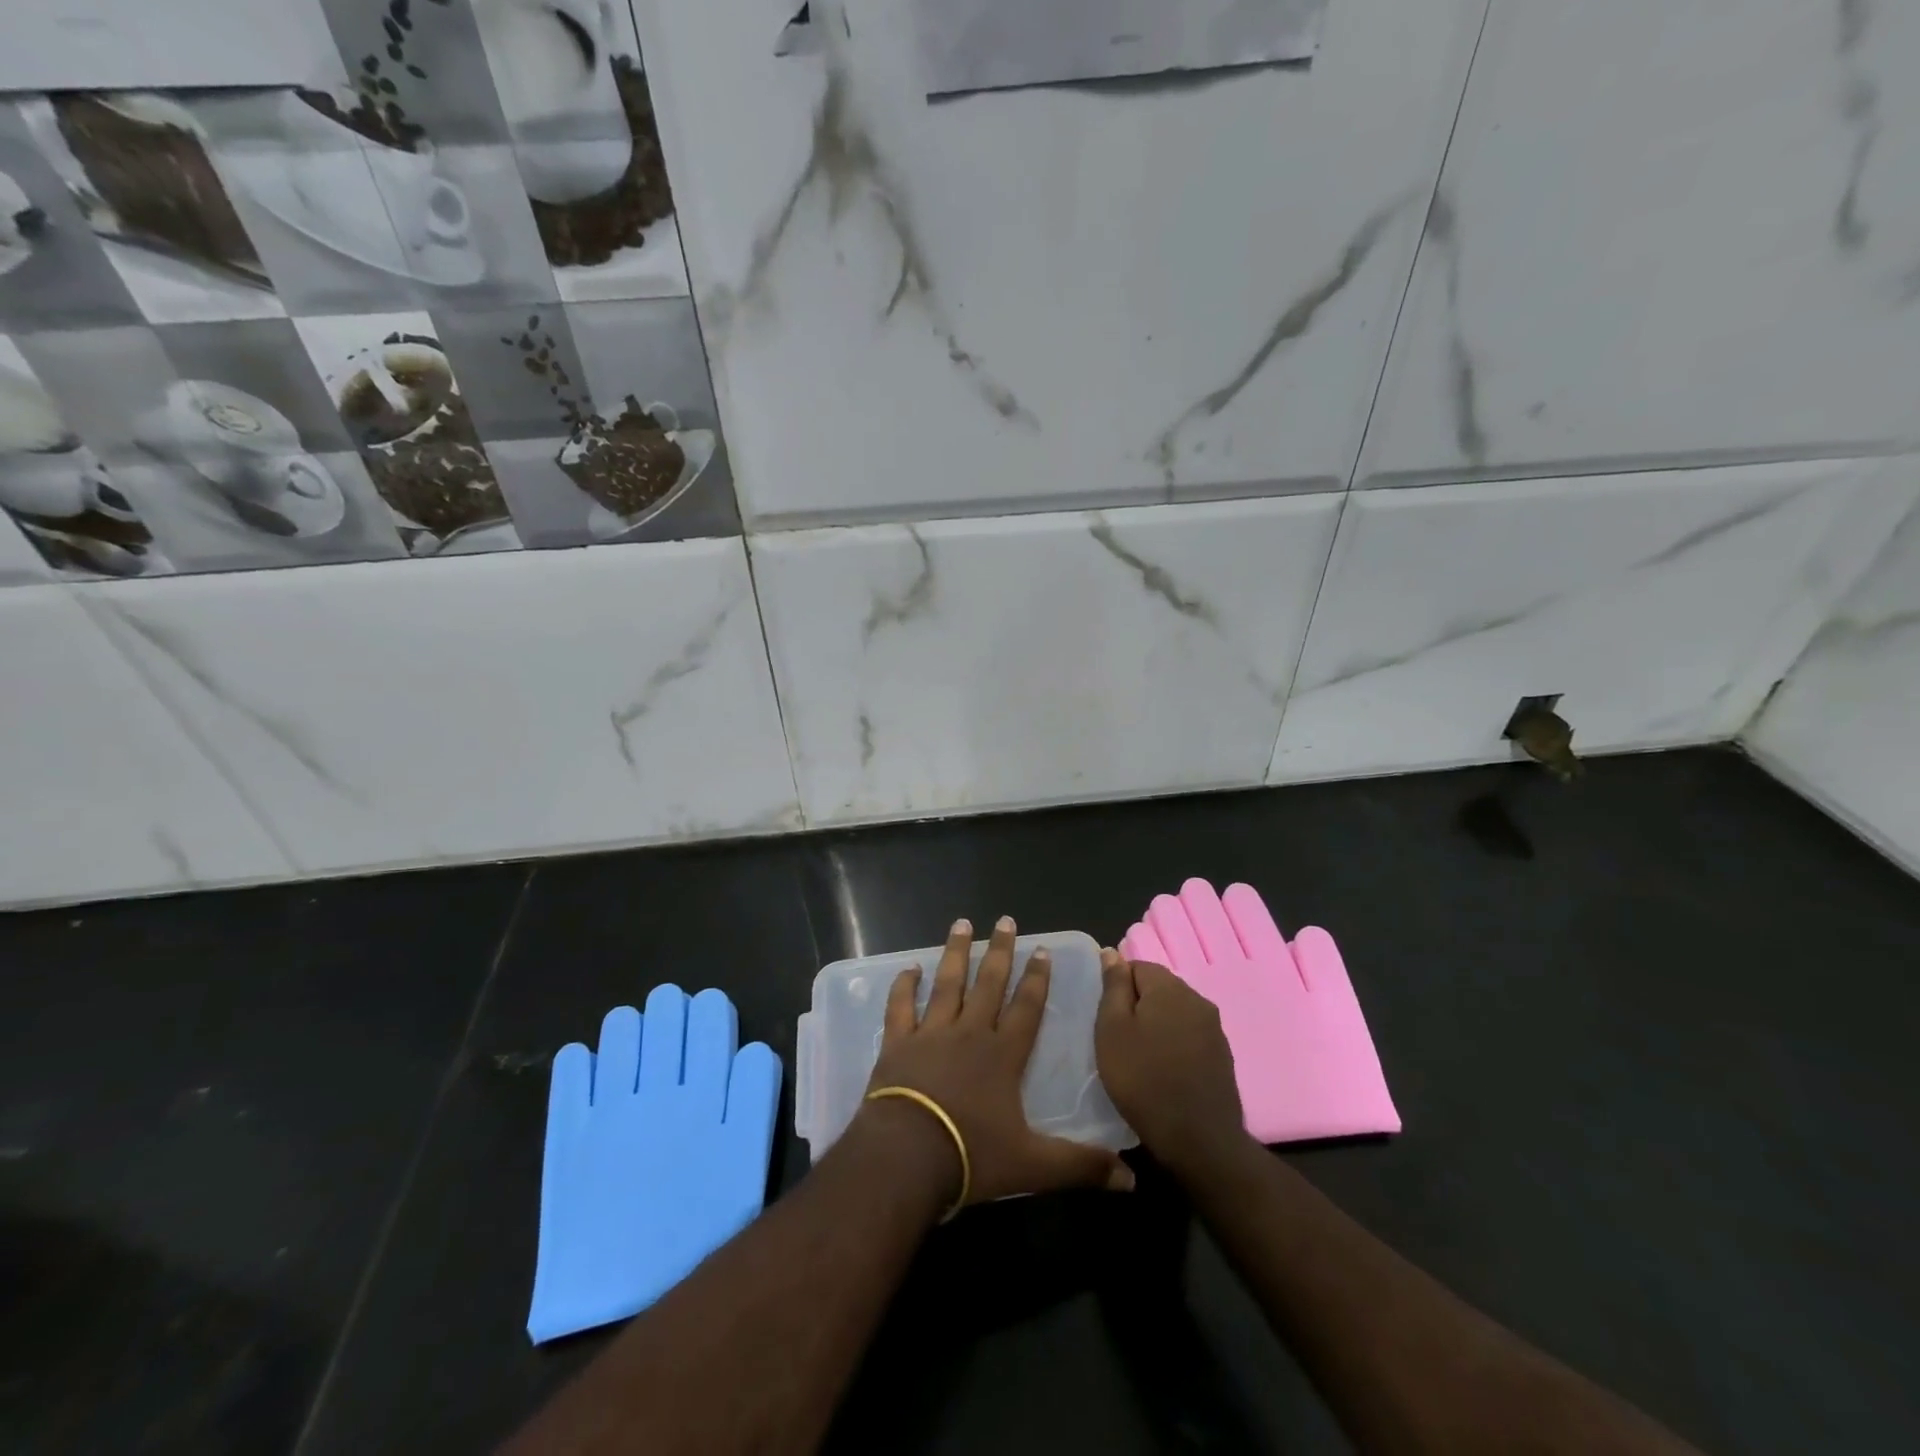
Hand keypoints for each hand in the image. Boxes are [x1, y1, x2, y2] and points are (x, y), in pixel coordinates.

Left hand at [859, 916, 1134, 1207]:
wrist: (907, 1157)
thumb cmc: (971, 1156)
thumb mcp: (1034, 1167)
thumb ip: (1080, 1166)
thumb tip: (1131, 1180)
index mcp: (1003, 1055)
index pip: (1027, 1008)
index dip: (1037, 979)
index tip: (1042, 949)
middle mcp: (969, 1033)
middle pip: (989, 984)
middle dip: (1000, 951)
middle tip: (1005, 920)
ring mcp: (931, 1034)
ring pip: (947, 984)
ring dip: (955, 953)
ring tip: (961, 923)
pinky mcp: (898, 1043)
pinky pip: (901, 1007)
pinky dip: (904, 986)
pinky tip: (909, 968)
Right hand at [1095, 950, 1246, 1174]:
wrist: (1199, 1140)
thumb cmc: (1143, 1080)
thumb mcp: (1112, 1029)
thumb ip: (1114, 986)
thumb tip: (1112, 952)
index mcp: (1170, 987)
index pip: (1136, 966)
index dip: (1117, 989)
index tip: (1106, 1019)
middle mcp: (1197, 999)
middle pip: (1158, 988)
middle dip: (1137, 1006)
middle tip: (1118, 1040)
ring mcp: (1214, 1029)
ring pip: (1174, 1013)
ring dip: (1156, 1027)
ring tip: (1139, 1058)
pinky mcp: (1223, 1055)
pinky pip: (1189, 1036)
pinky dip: (1174, 1046)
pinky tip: (1163, 1072)